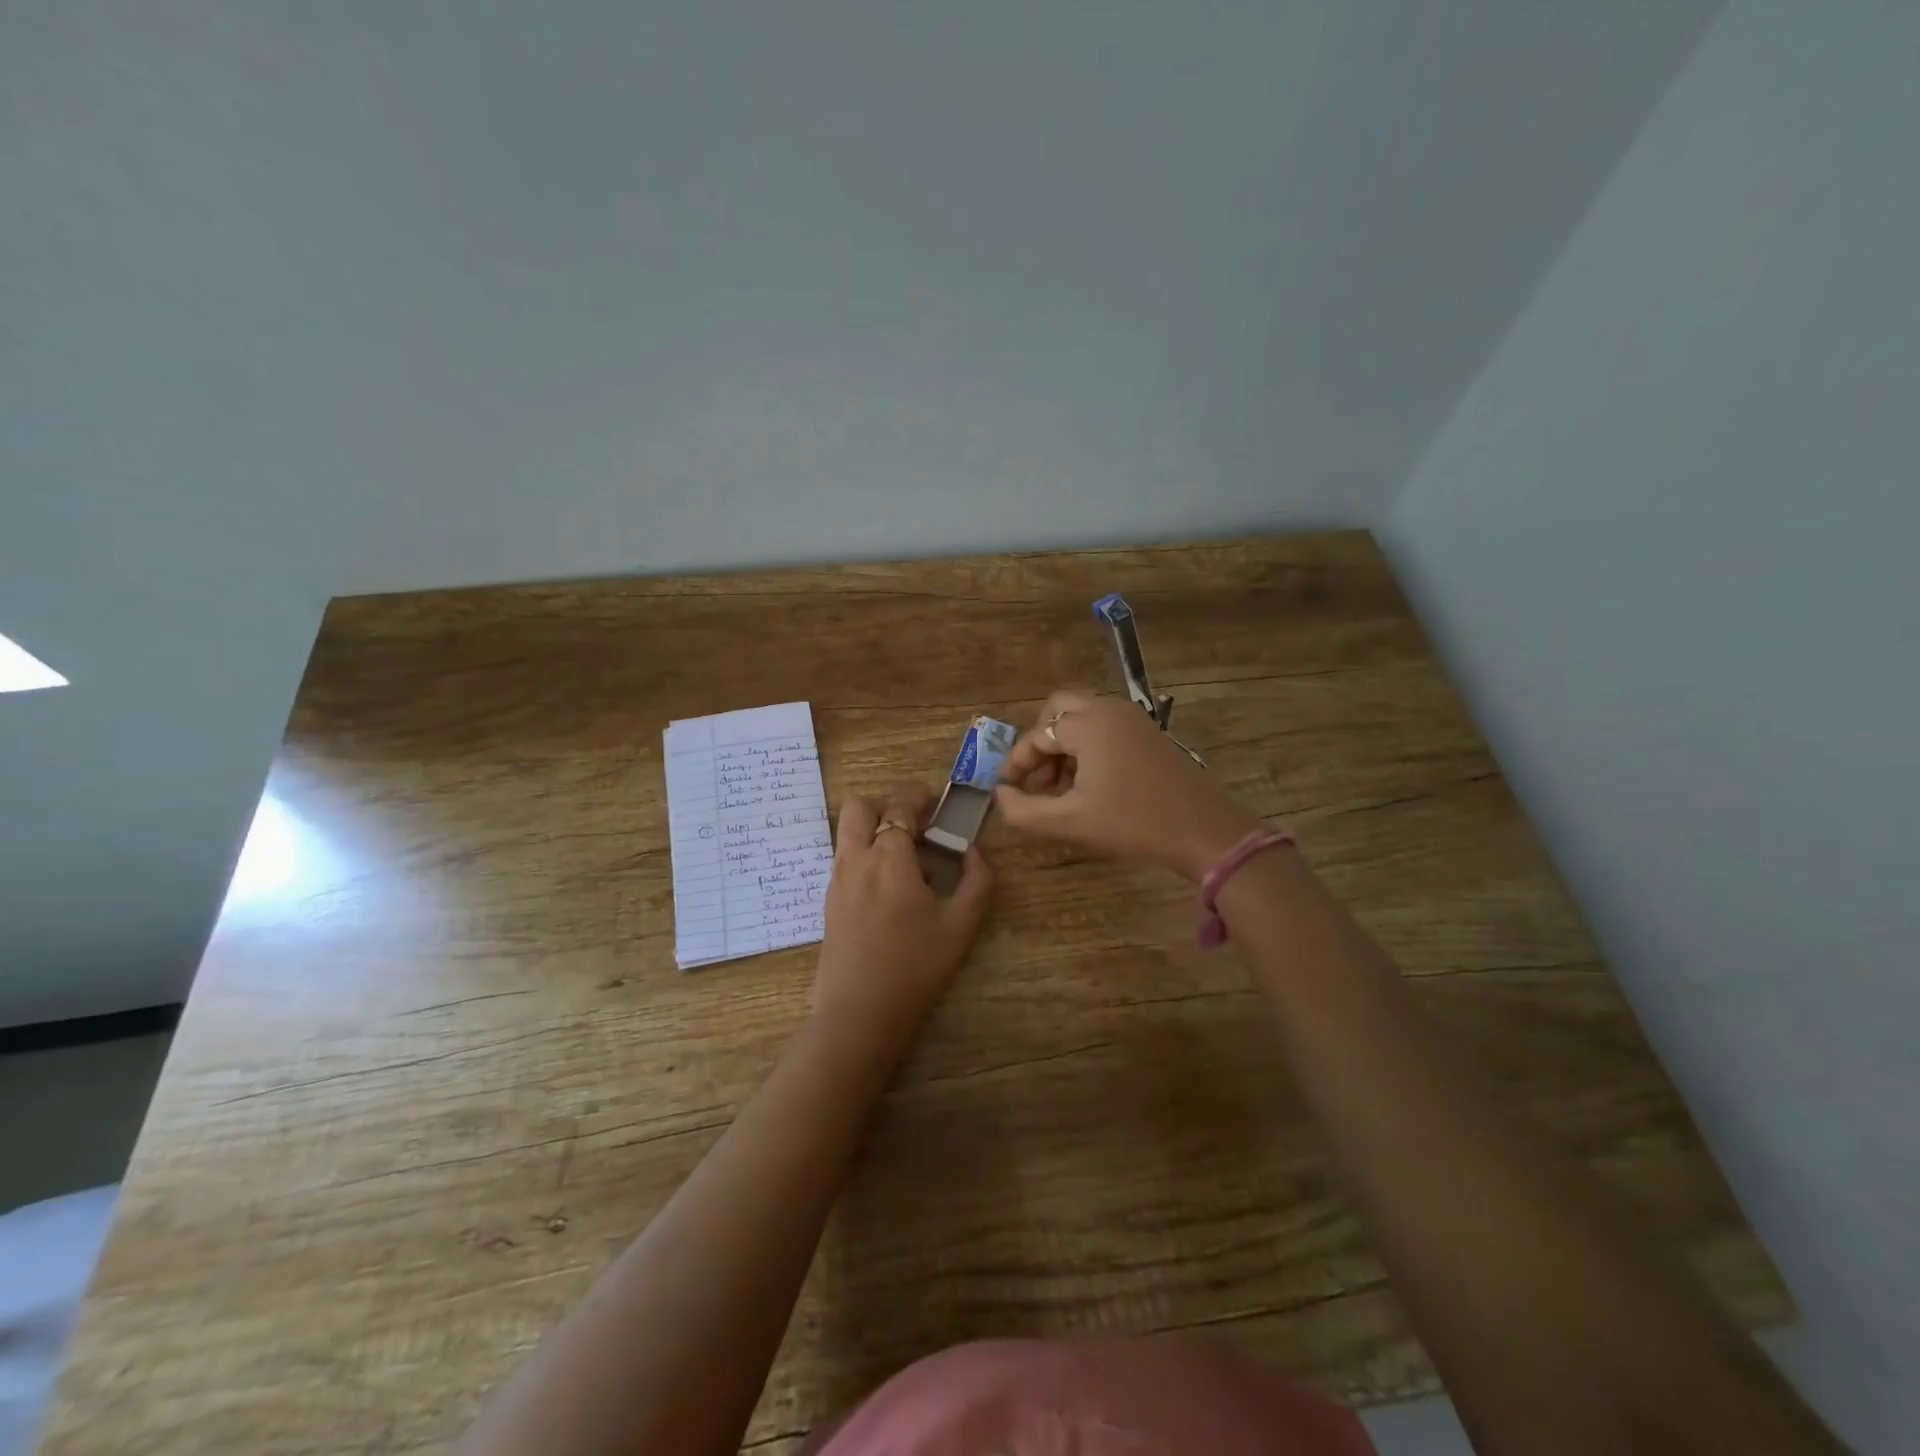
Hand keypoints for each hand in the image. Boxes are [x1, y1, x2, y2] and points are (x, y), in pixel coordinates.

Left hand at [813, 787, 993, 1061]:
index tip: (935, 800)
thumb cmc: (916, 967)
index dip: (918, 798)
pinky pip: (845, 856)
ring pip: (848, 830)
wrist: (860, 1012)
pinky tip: (888, 881)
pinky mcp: (829, 899)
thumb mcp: (961, 925)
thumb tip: (972, 851)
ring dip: (873, 826)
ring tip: (904, 852)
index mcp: (889, 859)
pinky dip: (864, 850)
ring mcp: (837, 879)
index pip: (900, 809)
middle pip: (860, 807)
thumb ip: (977, 880)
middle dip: (887, 804)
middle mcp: (856, 859)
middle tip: (915, 822)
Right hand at [993, 689, 1260, 881]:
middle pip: (1057, 711)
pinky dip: (1087, 749)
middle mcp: (1108, 709)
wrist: (1204, 830)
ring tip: (1060, 792)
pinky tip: (1088, 788)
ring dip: (1063, 749)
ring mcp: (1133, 718)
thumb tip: (1000, 795)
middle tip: (1037, 782)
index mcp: (1087, 724)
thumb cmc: (1133, 823)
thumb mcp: (1070, 822)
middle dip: (1040, 745)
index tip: (1009, 794)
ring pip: (1081, 720)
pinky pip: (1104, 729)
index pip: (1036, 736)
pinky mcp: (1148, 733)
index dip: (1017, 765)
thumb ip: (1024, 811)